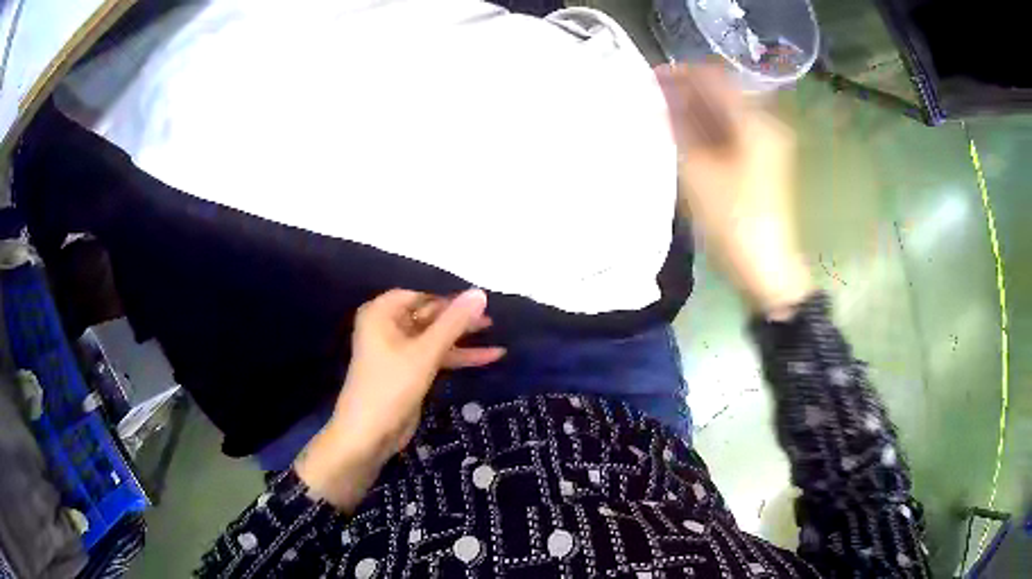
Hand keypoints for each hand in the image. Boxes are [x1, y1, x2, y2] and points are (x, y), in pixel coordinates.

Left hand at [296, 289, 503, 509]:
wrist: (369, 434)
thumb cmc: (391, 386)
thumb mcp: (425, 352)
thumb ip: (453, 323)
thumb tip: (480, 292)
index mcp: (382, 313)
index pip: (421, 295)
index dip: (449, 298)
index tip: (479, 300)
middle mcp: (388, 326)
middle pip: (429, 316)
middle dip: (459, 320)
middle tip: (492, 320)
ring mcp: (399, 351)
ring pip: (435, 337)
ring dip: (462, 339)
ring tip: (496, 336)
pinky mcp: (409, 371)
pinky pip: (436, 356)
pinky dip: (458, 357)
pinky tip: (488, 357)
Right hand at [656, 64, 812, 315]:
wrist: (765, 266)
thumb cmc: (732, 218)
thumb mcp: (697, 169)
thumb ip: (676, 127)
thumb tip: (657, 96)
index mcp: (754, 121)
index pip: (714, 78)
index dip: (681, 73)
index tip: (649, 77)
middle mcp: (765, 124)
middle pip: (721, 94)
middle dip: (686, 91)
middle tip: (650, 96)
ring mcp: (765, 144)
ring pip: (724, 113)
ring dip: (694, 110)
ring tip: (659, 114)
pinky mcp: (761, 161)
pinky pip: (730, 132)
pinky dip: (706, 129)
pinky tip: (681, 135)